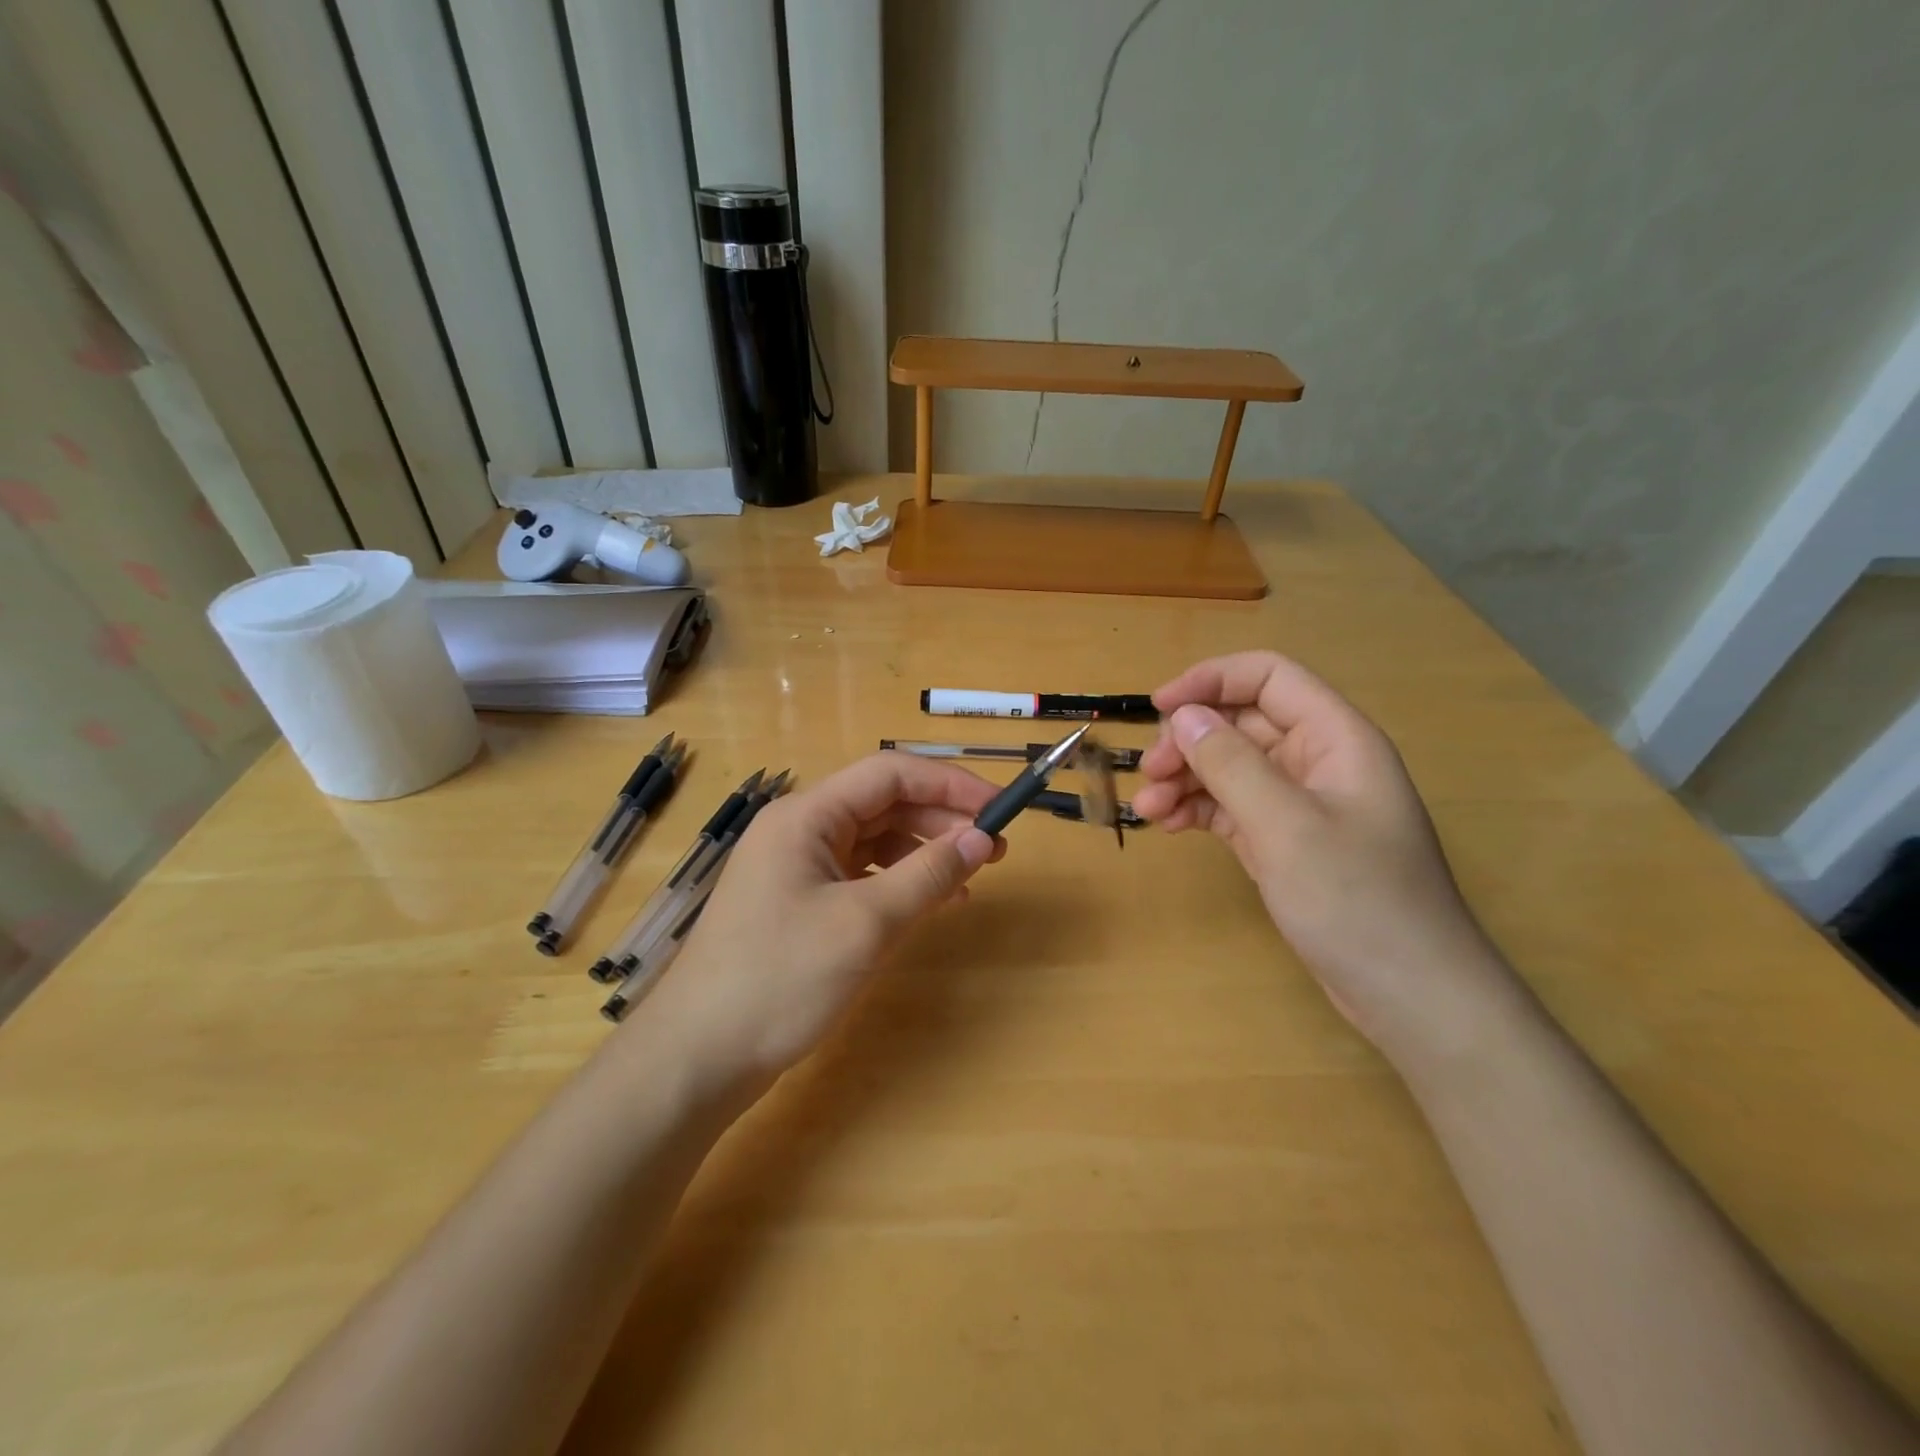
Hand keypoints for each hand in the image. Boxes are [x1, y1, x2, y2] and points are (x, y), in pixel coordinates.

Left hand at [636, 753, 1001, 1091]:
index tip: (999, 807)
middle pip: (883, 804)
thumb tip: (982, 839)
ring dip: (924, 852)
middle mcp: (800, 829)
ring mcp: (796, 867)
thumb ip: (927, 874)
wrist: (699, 1058)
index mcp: (806, 815)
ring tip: (970, 877)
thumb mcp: (865, 923)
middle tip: (995, 848)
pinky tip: (930, 904)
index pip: (890, 774)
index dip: (949, 783)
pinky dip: (899, 883)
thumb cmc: (780, 979)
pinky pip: (860, 875)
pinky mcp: (799, 903)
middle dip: (940, 819)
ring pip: (874, 841)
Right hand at [1132, 652, 1514, 1062]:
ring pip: (1231, 766)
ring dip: (1186, 778)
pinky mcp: (1285, 841)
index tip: (1160, 708)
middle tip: (1150, 774)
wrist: (1410, 995)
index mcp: (1336, 738)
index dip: (1212, 680)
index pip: (1269, 677)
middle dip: (1190, 740)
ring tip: (1149, 809)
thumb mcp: (1286, 826)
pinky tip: (1171, 824)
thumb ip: (1231, 764)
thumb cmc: (1357, 900)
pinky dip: (1199, 809)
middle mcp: (1317, 760)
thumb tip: (1183, 716)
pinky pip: (1232, 806)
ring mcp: (1300, 804)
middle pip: (1242, 723)